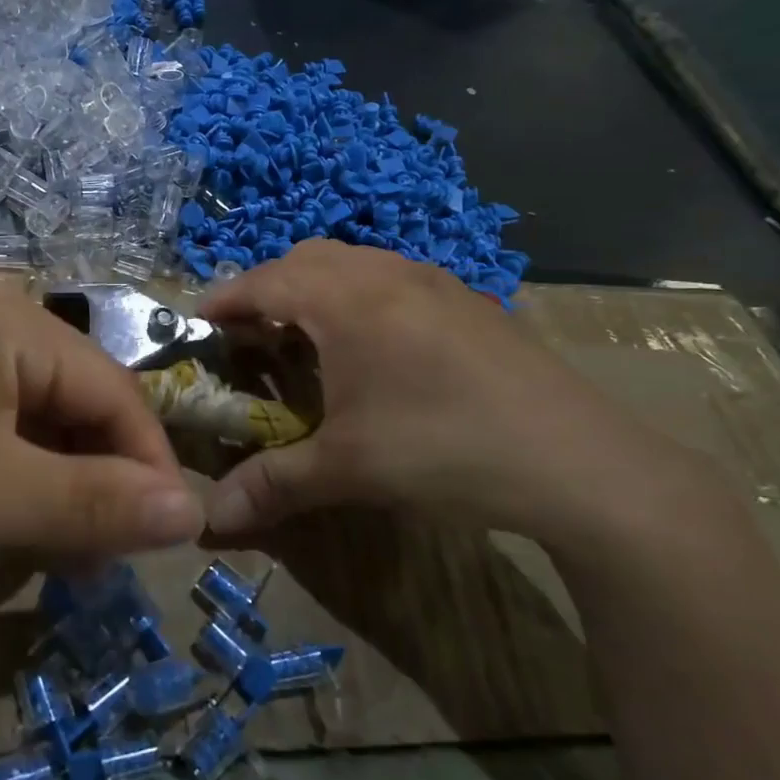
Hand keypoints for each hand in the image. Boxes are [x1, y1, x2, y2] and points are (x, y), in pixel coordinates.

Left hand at [0, 282, 204, 591]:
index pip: (116, 391)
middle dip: (107, 484)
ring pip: (58, 432)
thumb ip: (98, 503)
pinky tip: (39, 539)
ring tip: (78, 562)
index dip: (148, 464)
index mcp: (19, 323)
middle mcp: (6, 330)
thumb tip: (195, 513)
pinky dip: (38, 492)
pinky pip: (23, 444)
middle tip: (115, 559)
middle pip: (88, 409)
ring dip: (74, 496)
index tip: (173, 537)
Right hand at [199, 240, 709, 552]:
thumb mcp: (348, 469)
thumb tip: (208, 520)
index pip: (262, 281)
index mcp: (345, 298)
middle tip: (251, 338)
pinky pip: (390, 278)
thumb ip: (272, 484)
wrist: (581, 461)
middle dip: (267, 290)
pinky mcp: (466, 299)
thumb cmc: (445, 450)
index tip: (197, 326)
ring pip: (351, 263)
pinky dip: (359, 298)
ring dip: (315, 291)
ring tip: (307, 342)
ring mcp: (432, 279)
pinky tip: (374, 351)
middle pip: (304, 260)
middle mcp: (385, 272)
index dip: (223, 301)